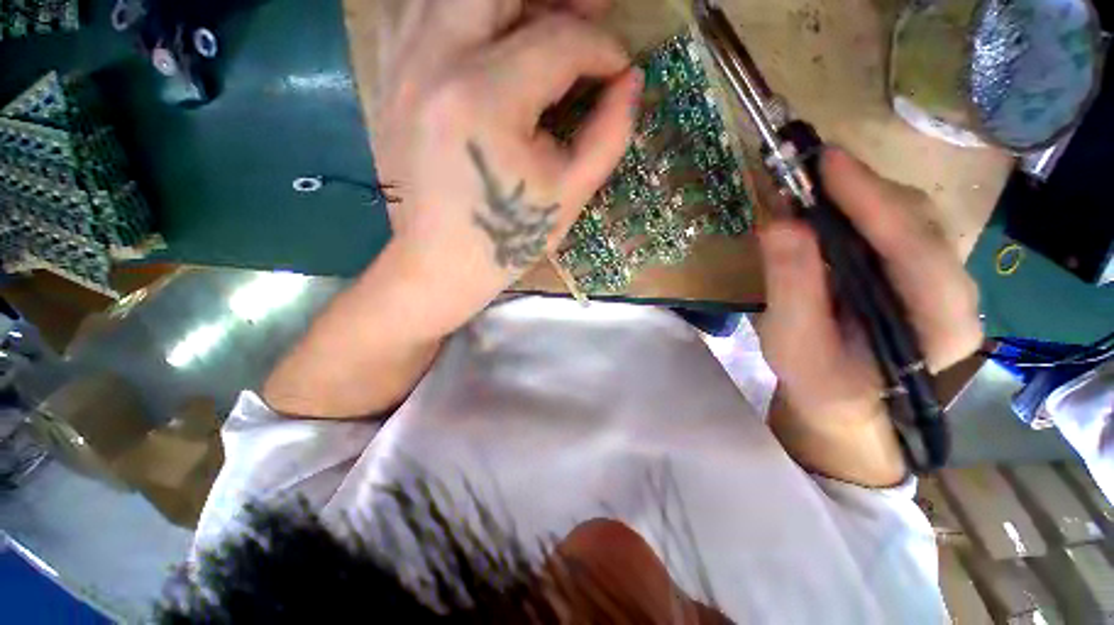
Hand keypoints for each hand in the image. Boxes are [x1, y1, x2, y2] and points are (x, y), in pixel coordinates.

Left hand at [373, 0, 641, 339]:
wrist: (440, 265)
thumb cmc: (508, 240)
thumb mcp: (569, 194)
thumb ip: (609, 133)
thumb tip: (631, 82)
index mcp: (485, 99)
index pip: (559, 41)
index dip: (603, 49)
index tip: (619, 71)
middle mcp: (434, 63)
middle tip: (587, 15)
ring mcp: (401, 66)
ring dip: (507, 4)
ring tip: (541, 27)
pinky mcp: (389, 80)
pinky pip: (420, 13)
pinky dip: (461, 15)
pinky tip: (487, 42)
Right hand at [757, 149, 982, 485]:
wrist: (842, 397)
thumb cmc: (818, 379)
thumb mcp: (793, 341)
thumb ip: (791, 286)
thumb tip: (779, 221)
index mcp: (939, 325)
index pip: (914, 249)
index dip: (870, 200)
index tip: (826, 162)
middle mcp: (956, 293)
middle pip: (918, 223)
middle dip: (862, 190)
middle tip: (806, 169)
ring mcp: (940, 277)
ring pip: (910, 217)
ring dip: (859, 192)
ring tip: (811, 181)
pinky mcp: (918, 269)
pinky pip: (895, 224)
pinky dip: (858, 205)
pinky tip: (827, 203)